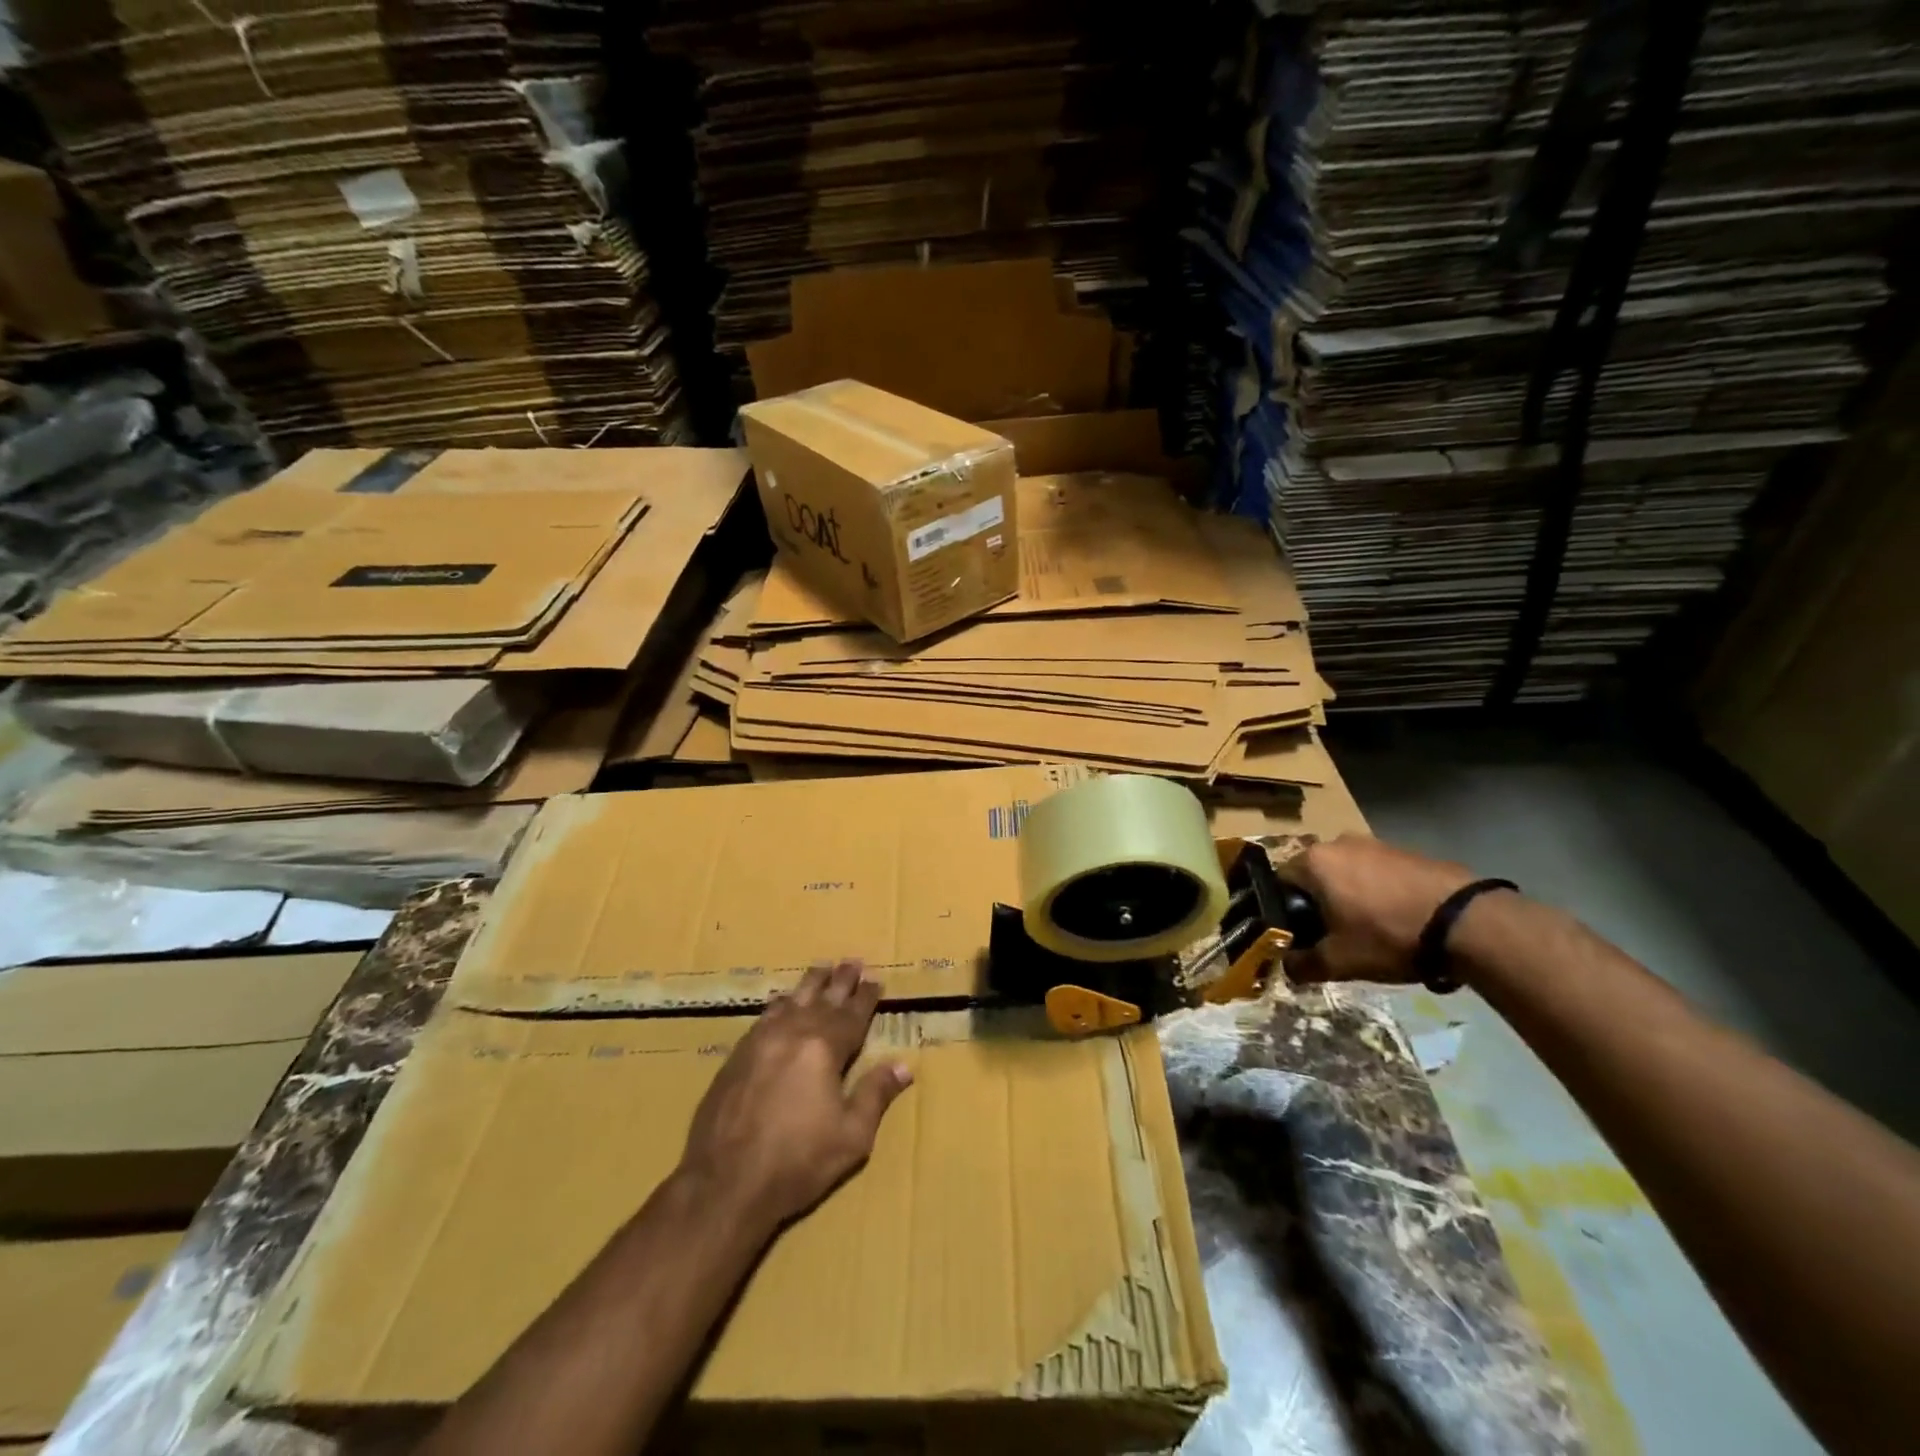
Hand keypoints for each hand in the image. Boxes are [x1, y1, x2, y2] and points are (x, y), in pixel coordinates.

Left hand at [679, 961, 912, 1235]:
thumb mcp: (851, 1137)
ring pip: (792, 1001)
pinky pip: (765, 1017)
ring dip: (810, 984)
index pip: (852, 1015)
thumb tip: (903, 1066)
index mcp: (824, 1049)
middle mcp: (793, 1034)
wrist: (724, 1183)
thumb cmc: (797, 1162)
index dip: (866, 997)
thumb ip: (876, 1095)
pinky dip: (780, 1003)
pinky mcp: (736, 1056)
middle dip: (840, 981)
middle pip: (822, 1000)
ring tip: (821, 967)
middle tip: (852, 960)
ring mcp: (761, 1041)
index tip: (876, 979)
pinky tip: (782, 1000)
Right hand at [1277, 836, 1481, 982]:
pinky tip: (1399, 921)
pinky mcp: (1408, 851)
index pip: (1280, 883)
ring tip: (1371, 931)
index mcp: (1314, 861)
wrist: (1467, 922)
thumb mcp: (1339, 961)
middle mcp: (1339, 843)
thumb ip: (1302, 964)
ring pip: (1348, 874)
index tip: (1302, 937)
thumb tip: (1286, 966)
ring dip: (1351, 898)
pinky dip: (1380, 894)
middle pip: (1315, 876)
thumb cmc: (1388, 935)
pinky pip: (1379, 873)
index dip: (1287, 912)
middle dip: (1321, 904)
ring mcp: (1376, 843)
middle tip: (1336, 937)